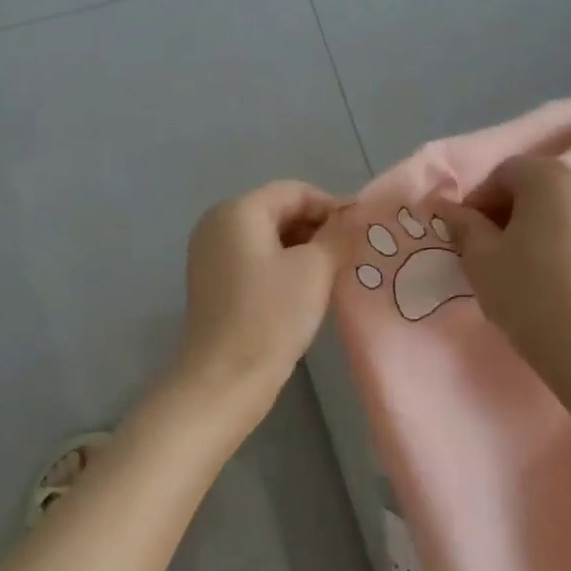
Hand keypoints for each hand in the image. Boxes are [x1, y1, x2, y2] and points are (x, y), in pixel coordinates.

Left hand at [176, 181, 343, 397]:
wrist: (225, 378)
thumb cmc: (271, 316)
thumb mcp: (315, 270)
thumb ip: (338, 236)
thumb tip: (354, 219)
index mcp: (238, 210)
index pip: (294, 191)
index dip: (331, 206)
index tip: (360, 231)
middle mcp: (217, 223)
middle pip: (277, 210)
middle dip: (316, 228)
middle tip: (349, 254)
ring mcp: (209, 254)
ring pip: (266, 237)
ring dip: (301, 249)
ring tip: (332, 273)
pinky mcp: (211, 282)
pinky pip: (253, 259)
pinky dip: (280, 266)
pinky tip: (304, 290)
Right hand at [432, 157, 570, 387]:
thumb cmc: (528, 292)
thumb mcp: (480, 257)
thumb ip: (462, 225)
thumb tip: (447, 208)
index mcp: (549, 176)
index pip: (503, 173)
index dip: (478, 201)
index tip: (465, 235)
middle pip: (534, 185)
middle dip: (506, 210)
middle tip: (488, 248)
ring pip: (560, 206)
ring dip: (534, 224)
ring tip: (519, 263)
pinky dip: (561, 238)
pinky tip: (551, 274)